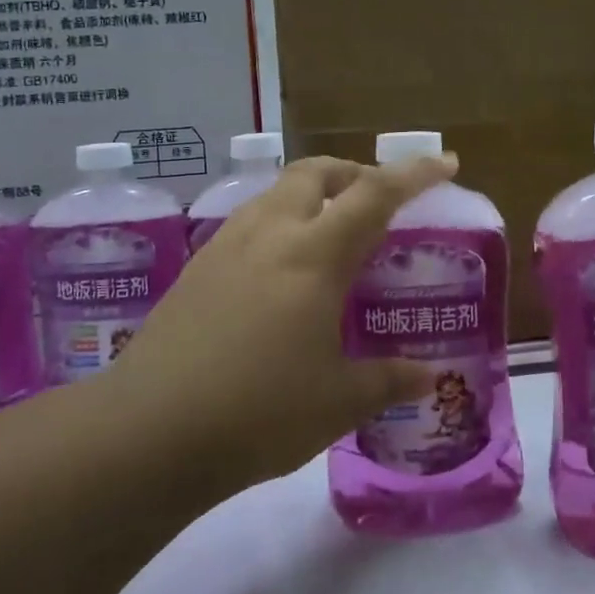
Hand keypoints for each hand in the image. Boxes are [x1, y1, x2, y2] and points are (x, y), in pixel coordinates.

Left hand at [104, 154, 455, 495]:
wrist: (149, 431)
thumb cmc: (259, 412)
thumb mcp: (338, 402)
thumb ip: (389, 381)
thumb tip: (429, 377)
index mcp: (314, 255)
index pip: (375, 194)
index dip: (415, 173)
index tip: (445, 162)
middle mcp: (270, 233)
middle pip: (316, 172)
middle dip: (353, 172)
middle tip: (377, 201)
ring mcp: (226, 246)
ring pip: (277, 192)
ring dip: (312, 195)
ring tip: (330, 235)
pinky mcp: (196, 268)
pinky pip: (249, 222)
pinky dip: (279, 223)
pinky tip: (279, 271)